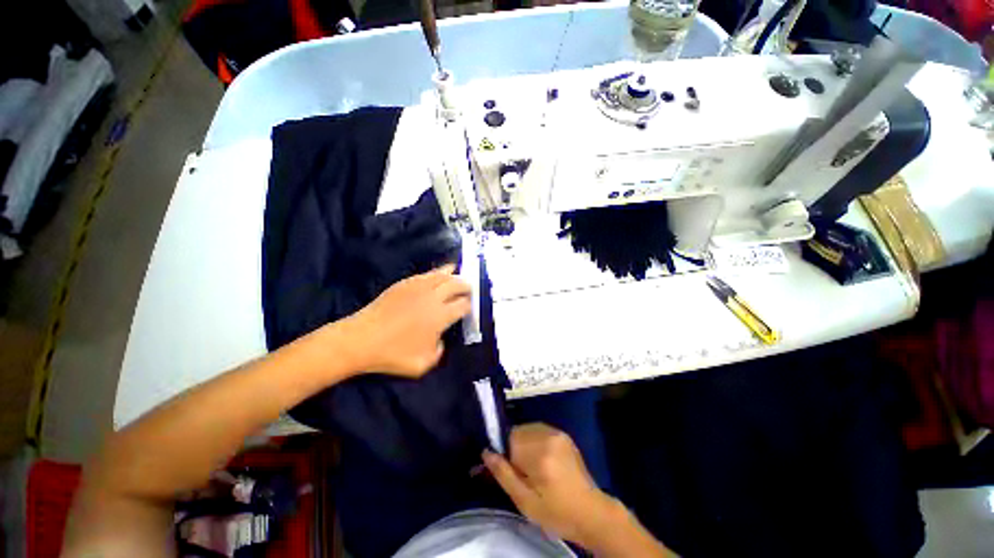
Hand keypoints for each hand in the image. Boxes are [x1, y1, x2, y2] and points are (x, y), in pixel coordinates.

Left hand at [338, 264, 470, 376]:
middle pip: (457, 284)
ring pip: (443, 274)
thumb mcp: (423, 365)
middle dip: (466, 286)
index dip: (469, 306)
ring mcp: (419, 287)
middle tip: (469, 290)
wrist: (361, 339)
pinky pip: (427, 274)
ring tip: (458, 276)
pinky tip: (438, 276)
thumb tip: (440, 339)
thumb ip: (439, 352)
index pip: (463, 305)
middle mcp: (433, 297)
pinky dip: (437, 273)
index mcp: (440, 316)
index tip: (469, 309)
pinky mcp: (405, 283)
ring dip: (454, 275)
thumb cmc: (392, 354)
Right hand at [483, 424, 619, 548]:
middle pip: (519, 431)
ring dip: (525, 443)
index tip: (512, 470)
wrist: (590, 512)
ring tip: (534, 467)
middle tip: (524, 472)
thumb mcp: (524, 501)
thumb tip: (486, 452)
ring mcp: (558, 433)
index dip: (506, 453)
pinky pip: (540, 430)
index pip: (510, 437)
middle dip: (516, 448)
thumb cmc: (555, 511)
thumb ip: (503, 474)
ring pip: (529, 429)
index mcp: (539, 454)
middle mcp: (549, 437)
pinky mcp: (564, 435)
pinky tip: (543, 460)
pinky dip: (535, 441)